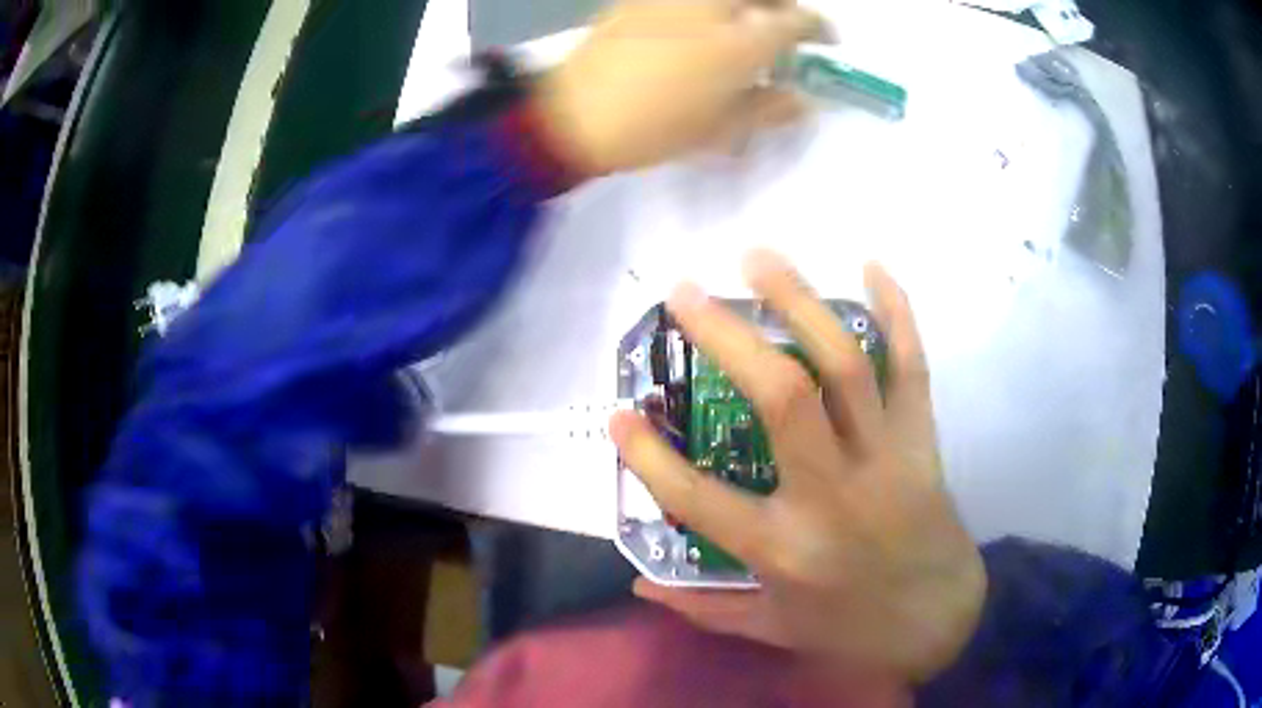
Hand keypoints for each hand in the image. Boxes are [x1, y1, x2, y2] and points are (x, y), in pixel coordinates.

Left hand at [535, 0, 823, 175]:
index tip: (827, 40)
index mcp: (740, 43)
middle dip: (784, 6)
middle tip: (785, 24)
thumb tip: (803, 101)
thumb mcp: (720, 129)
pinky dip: (709, 7)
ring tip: (745, 22)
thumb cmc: (654, 128)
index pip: (796, 23)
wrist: (572, 114)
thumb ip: (769, 109)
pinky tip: (700, 23)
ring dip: (747, 4)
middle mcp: (712, 8)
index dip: (819, 29)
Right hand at [609, 250, 986, 682]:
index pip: (700, 499)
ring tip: (759, 258)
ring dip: (801, 303)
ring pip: (845, 367)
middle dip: (729, 337)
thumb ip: (703, 609)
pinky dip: (897, 313)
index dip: (650, 457)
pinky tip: (873, 267)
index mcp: (786, 549)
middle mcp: (833, 494)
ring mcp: (885, 460)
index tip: (618, 413)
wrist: (941, 619)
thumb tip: (637, 584)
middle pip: (782, 399)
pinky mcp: (923, 442)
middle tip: (686, 292)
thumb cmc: (851, 629)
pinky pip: (912, 367)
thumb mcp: (772, 629)